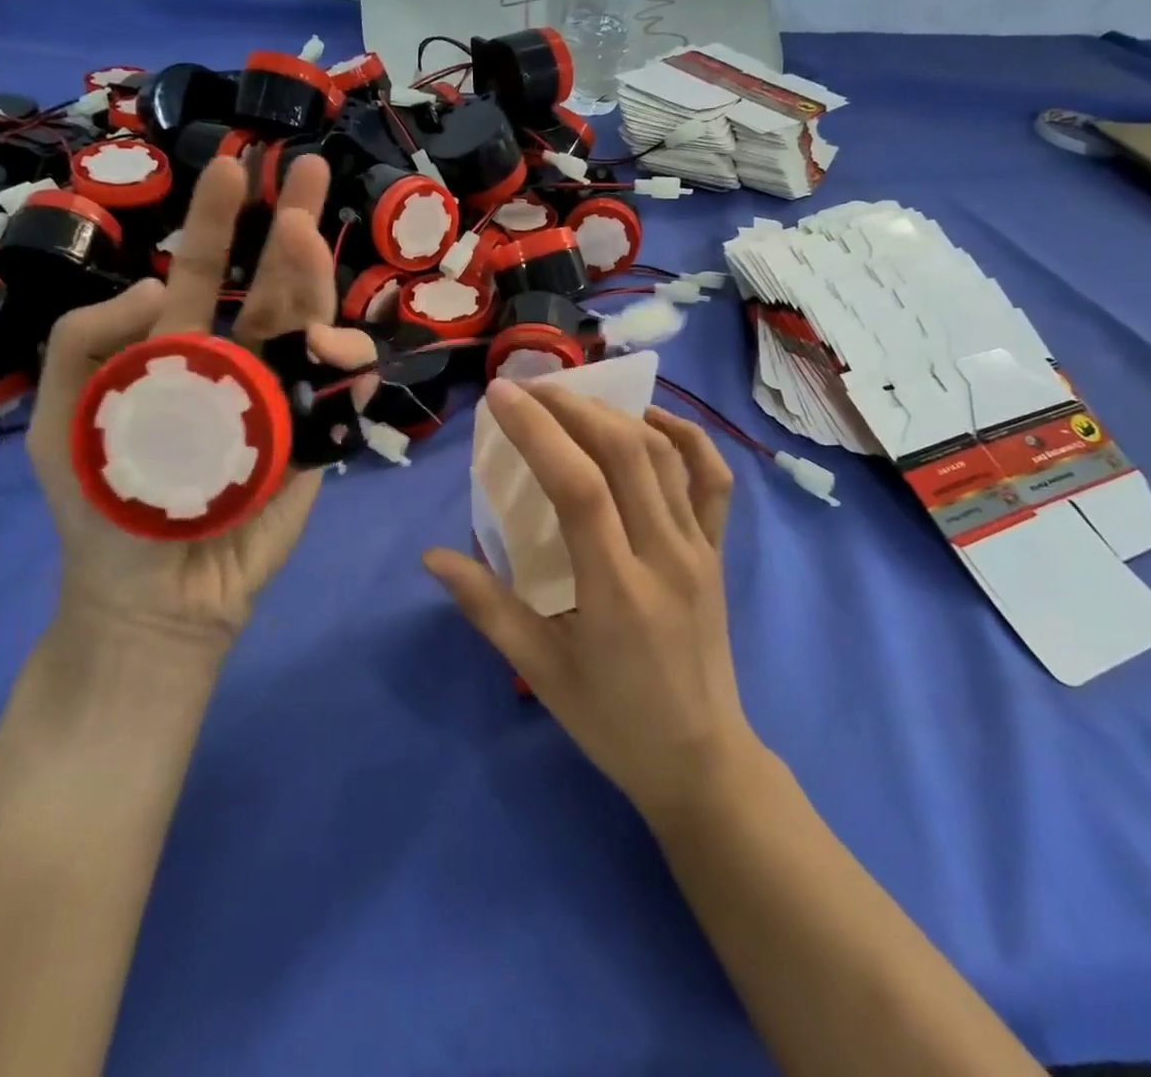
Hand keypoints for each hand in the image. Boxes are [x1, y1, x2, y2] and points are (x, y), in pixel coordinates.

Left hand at [28, 153, 374, 653]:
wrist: (156, 598)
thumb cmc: (108, 509)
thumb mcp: (65, 418)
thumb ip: (87, 342)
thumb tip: (160, 284)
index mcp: (182, 351)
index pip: (206, 272)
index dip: (219, 221)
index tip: (236, 167)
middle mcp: (242, 364)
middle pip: (278, 287)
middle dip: (296, 227)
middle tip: (314, 173)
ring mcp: (285, 403)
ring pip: (316, 336)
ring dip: (323, 298)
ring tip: (317, 281)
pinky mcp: (314, 448)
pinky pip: (341, 407)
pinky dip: (352, 384)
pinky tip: (353, 367)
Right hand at [422, 380, 757, 822]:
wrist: (702, 762)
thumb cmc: (613, 722)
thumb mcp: (541, 672)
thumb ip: (486, 607)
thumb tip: (431, 557)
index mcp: (617, 590)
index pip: (579, 486)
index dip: (539, 432)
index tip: (502, 397)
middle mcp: (665, 556)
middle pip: (624, 454)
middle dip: (571, 408)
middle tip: (528, 389)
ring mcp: (700, 549)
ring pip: (665, 456)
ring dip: (616, 414)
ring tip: (571, 400)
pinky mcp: (719, 551)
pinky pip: (712, 480)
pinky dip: (686, 437)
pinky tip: (651, 421)